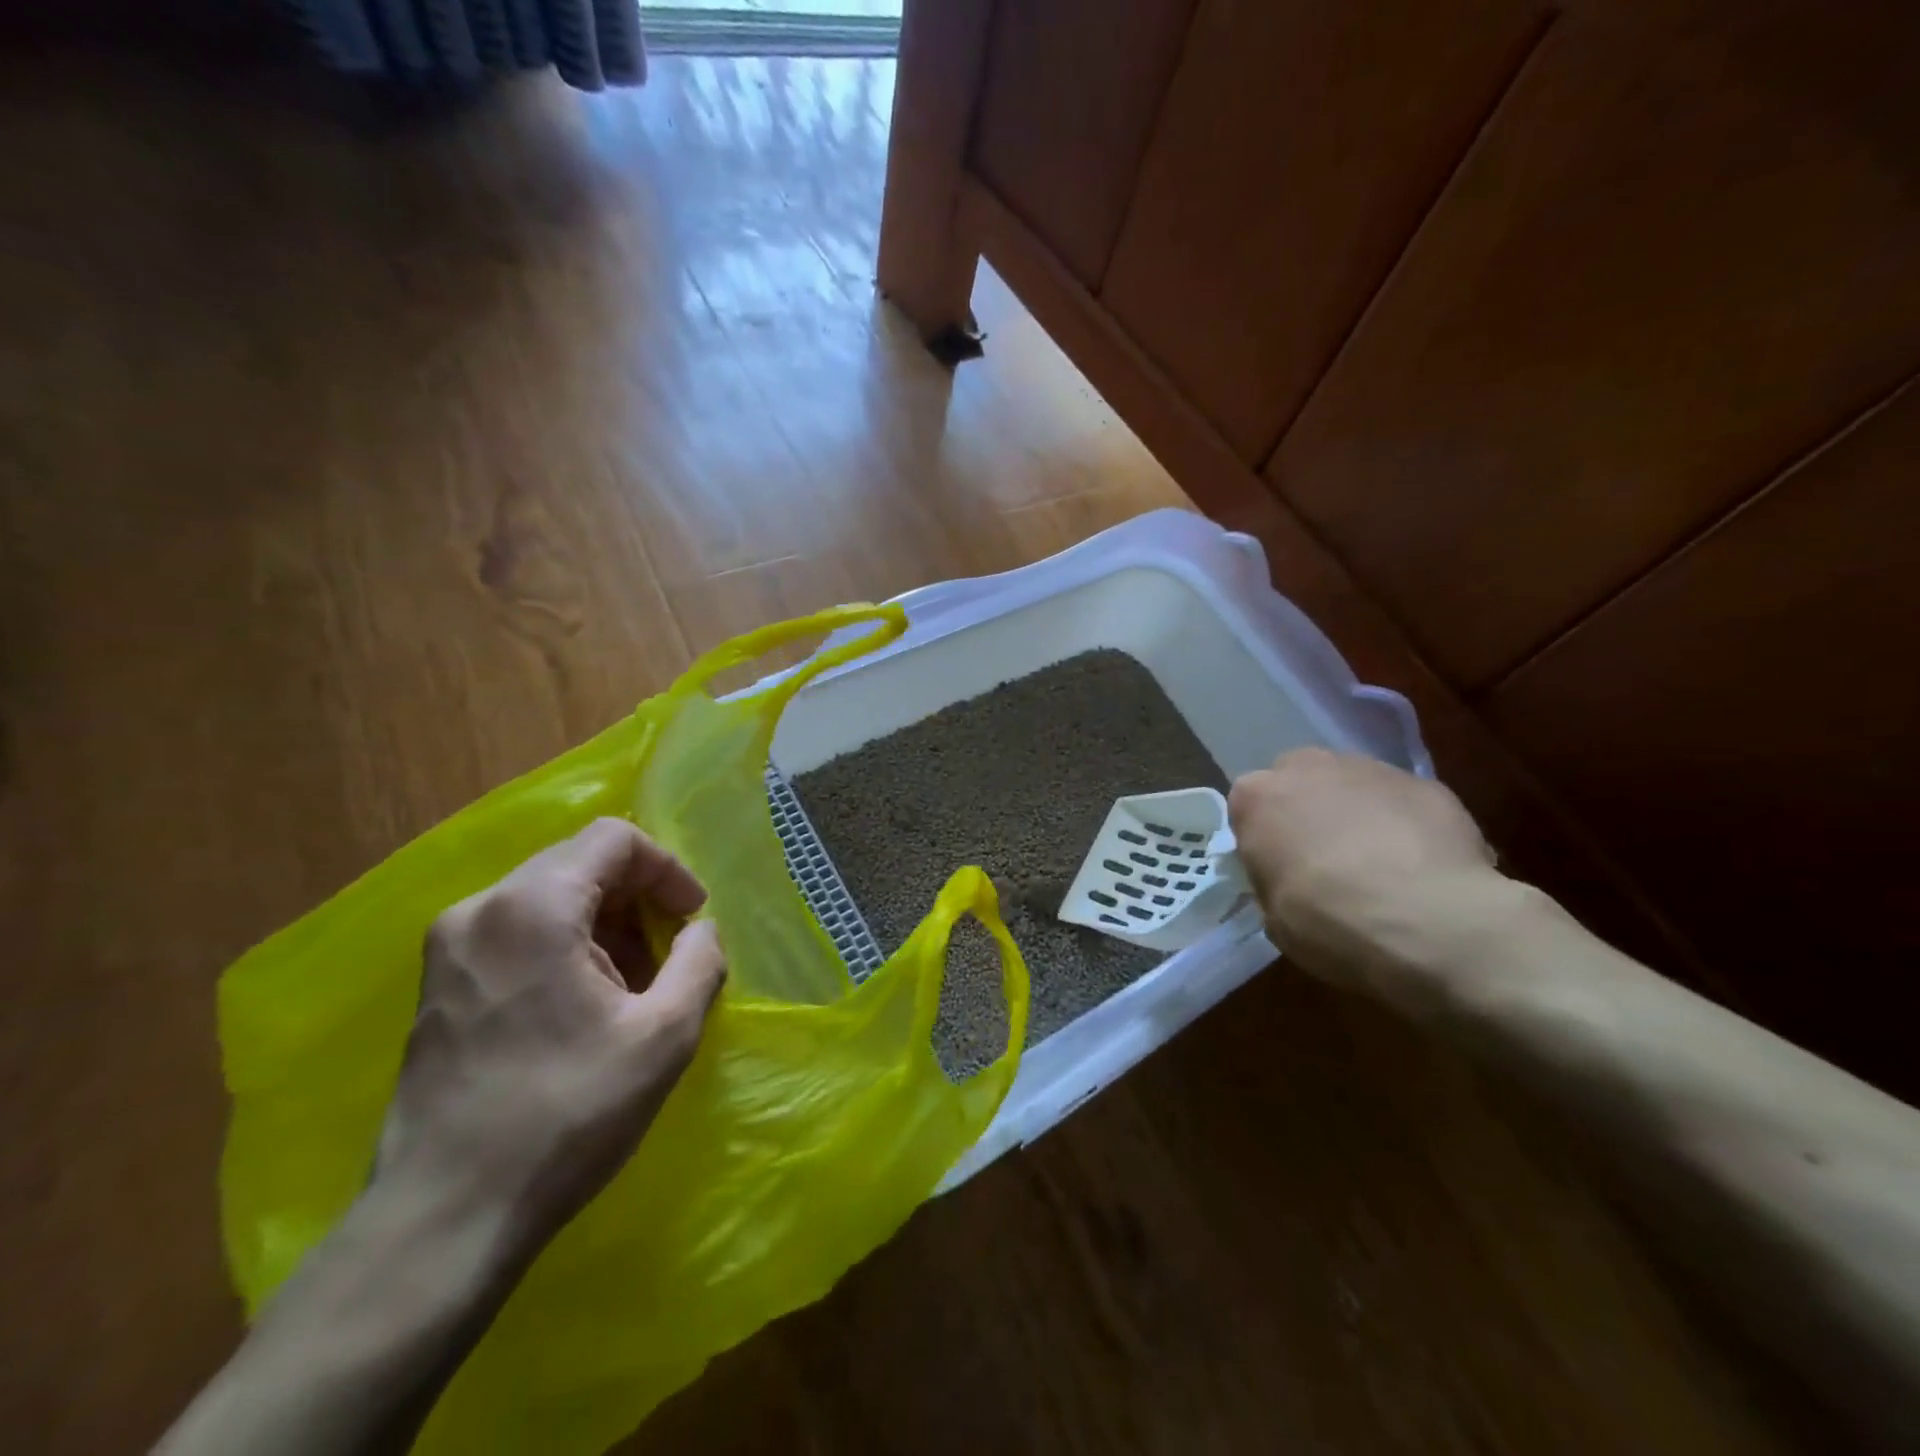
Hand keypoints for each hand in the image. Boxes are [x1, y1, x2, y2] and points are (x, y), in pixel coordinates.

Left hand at [374, 818, 727, 1261]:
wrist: (443, 1219)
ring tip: (632, 984)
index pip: (613, 839)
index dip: (666, 868)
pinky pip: (516, 931)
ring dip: (603, 923)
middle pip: (578, 863)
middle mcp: (480, 909)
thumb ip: (700, 962)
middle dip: (636, 897)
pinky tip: (583, 1004)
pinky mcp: (437, 987)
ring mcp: (449, 948)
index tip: (692, 918)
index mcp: (533, 907)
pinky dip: (565, 945)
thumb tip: (702, 931)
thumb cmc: (567, 1115)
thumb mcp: (664, 1036)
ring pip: (547, 897)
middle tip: (668, 953)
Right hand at [1228, 748, 1500, 1008]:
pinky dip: (1406, 826)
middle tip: (1324, 858)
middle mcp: (1307, 768)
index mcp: (1257, 797)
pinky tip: (1421, 867)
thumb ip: (1274, 882)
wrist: (1427, 920)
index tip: (1279, 869)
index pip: (1249, 807)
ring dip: (1357, 813)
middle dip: (1308, 810)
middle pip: (1299, 781)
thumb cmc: (1328, 921)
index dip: (1265, 838)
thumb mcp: (1274, 917)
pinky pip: (1403, 802)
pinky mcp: (1426, 783)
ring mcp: (1370, 769)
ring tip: (1380, 864)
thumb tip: (1290, 879)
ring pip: (1353, 785)